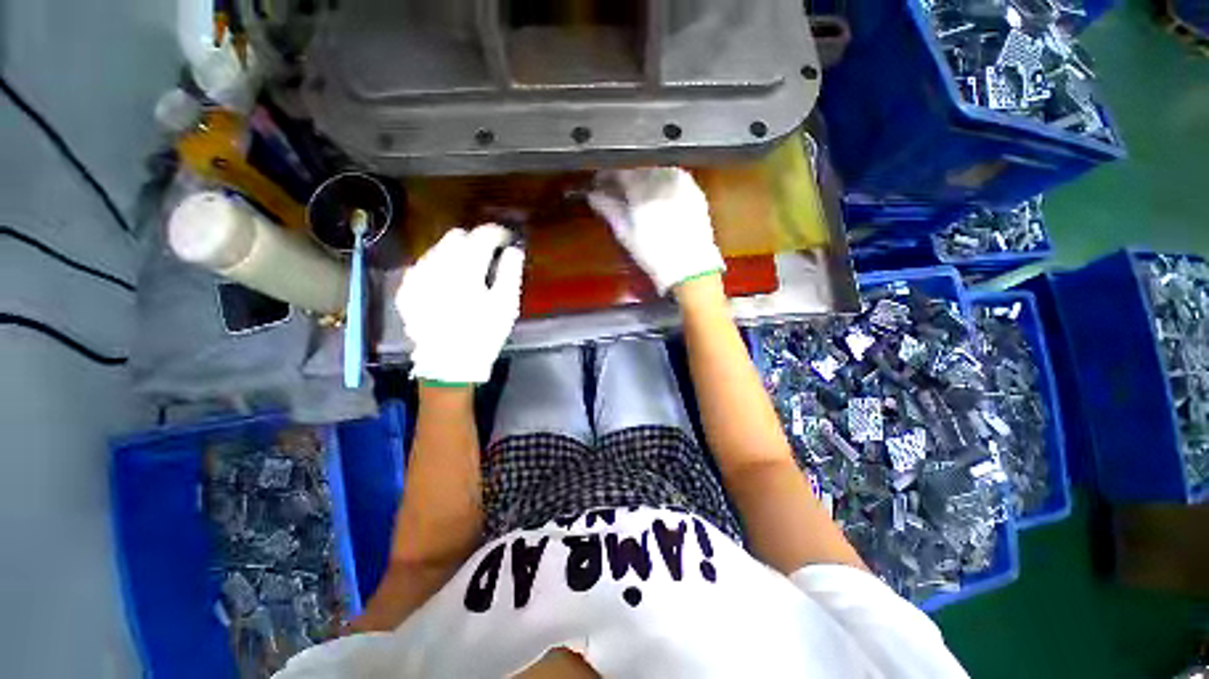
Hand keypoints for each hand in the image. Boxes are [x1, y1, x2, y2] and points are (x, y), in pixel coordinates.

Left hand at [396, 224, 523, 384]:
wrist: (449, 363)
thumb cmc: (484, 334)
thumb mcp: (506, 305)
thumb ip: (510, 272)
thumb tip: (513, 250)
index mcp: (465, 268)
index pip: (482, 235)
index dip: (497, 233)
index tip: (506, 239)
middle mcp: (437, 265)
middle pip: (457, 236)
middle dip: (475, 241)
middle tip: (489, 256)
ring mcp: (417, 276)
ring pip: (438, 249)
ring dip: (456, 253)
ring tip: (469, 272)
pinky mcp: (407, 289)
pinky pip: (424, 265)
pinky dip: (439, 267)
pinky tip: (448, 284)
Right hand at [587, 167, 724, 294]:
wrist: (690, 268)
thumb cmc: (654, 256)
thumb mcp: (626, 235)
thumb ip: (609, 210)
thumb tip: (594, 195)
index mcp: (642, 193)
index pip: (620, 172)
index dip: (608, 175)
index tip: (601, 182)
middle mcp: (662, 183)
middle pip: (638, 168)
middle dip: (626, 174)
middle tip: (618, 187)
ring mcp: (680, 185)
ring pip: (656, 169)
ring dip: (644, 175)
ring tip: (638, 191)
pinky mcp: (694, 190)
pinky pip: (674, 175)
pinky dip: (663, 179)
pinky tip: (659, 193)